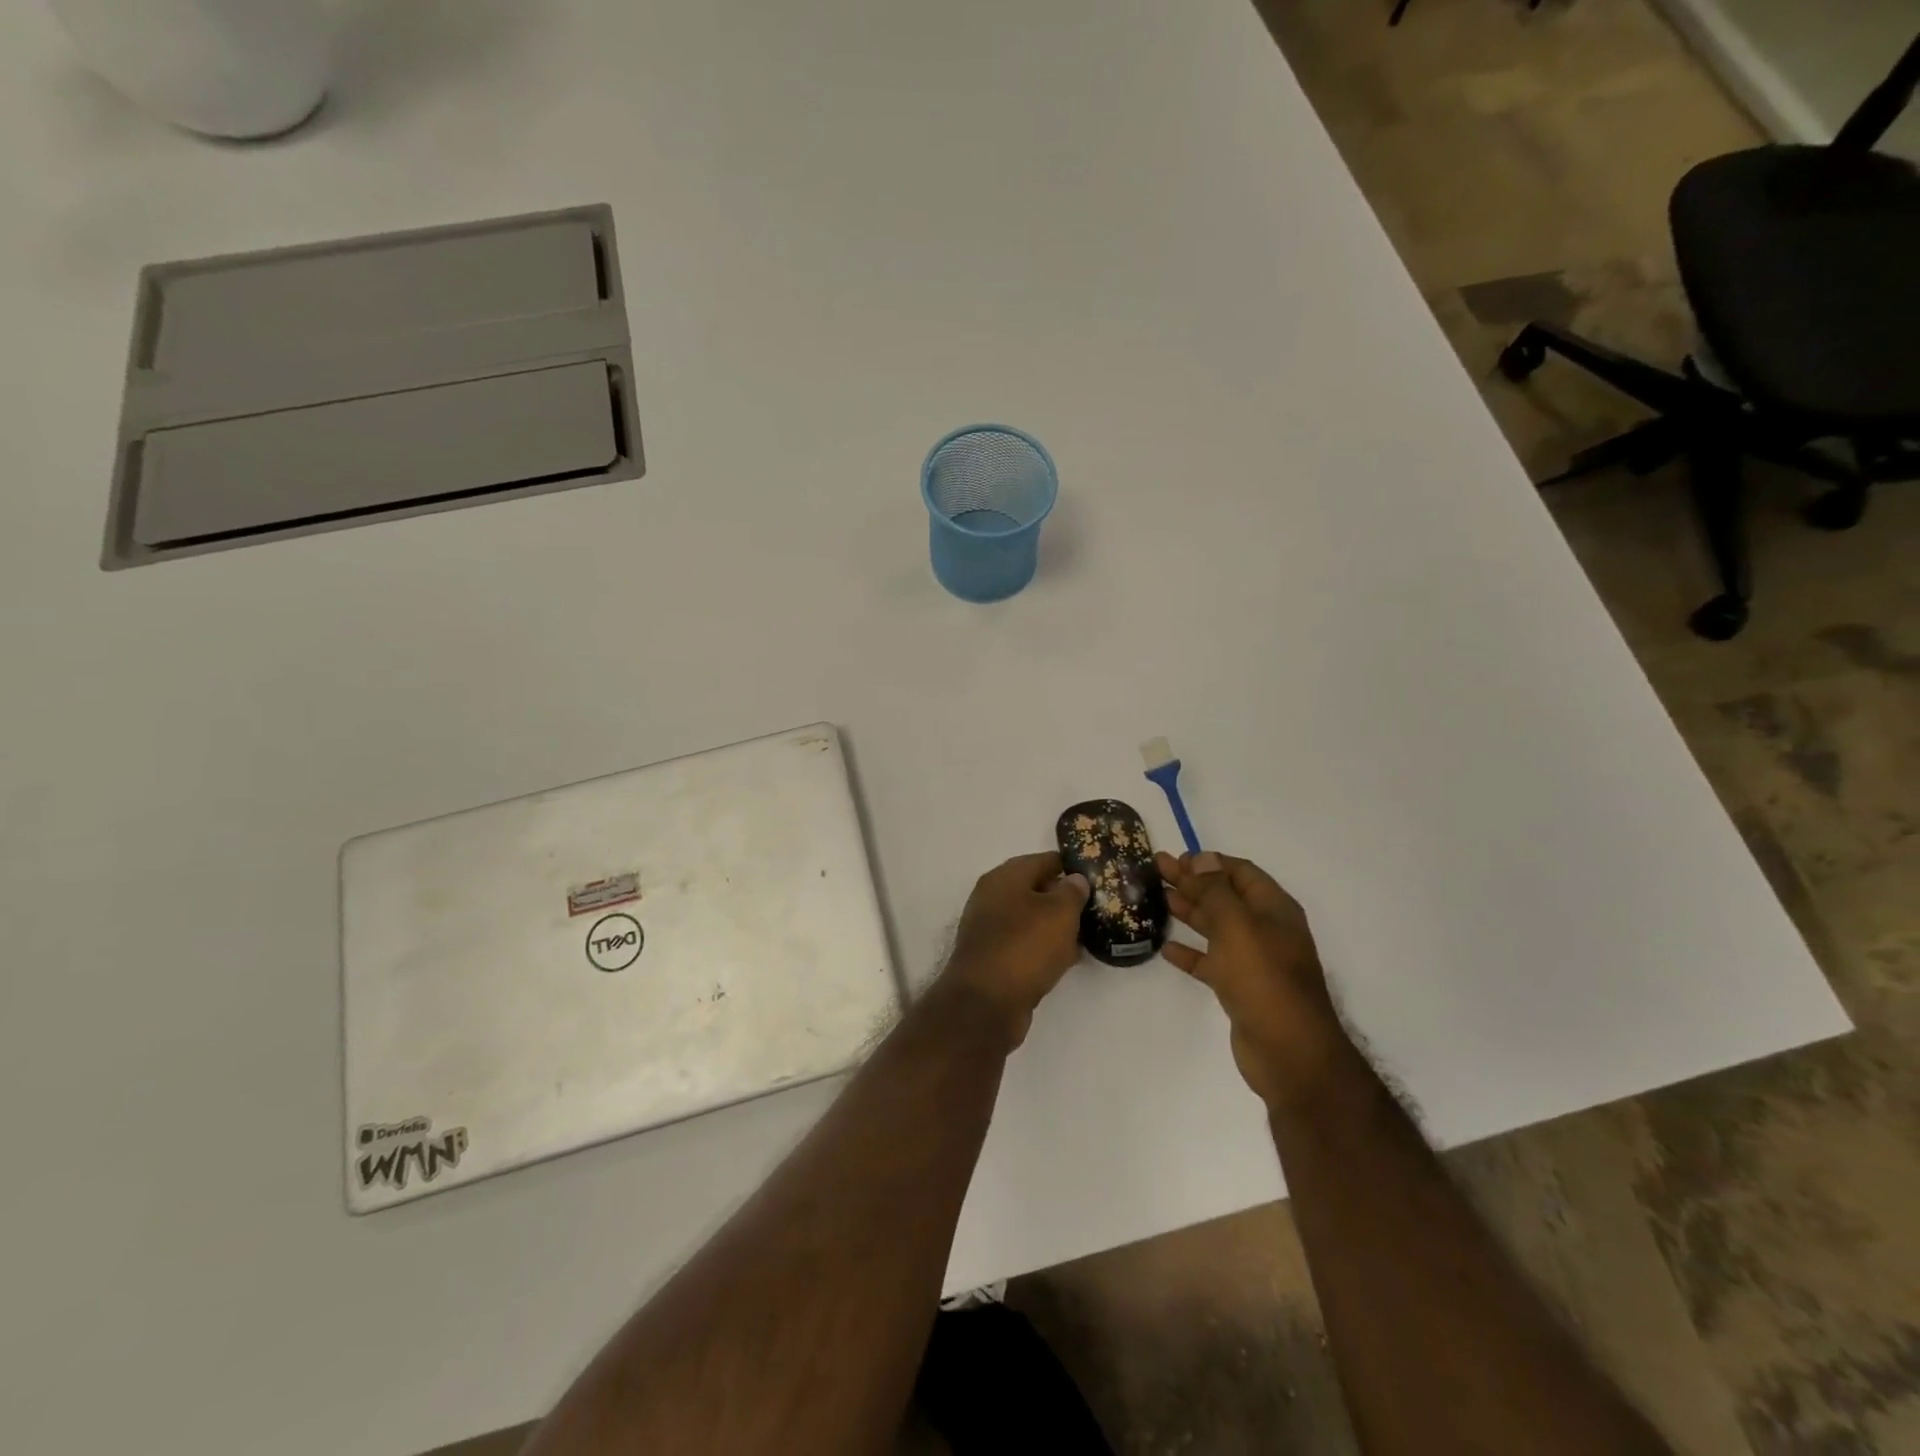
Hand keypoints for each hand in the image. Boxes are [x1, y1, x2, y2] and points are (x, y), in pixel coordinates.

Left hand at [943, 851, 1090, 1047]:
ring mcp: (990, 929)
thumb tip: (1075, 879)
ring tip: (1089, 935)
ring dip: (1056, 926)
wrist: (985, 1003)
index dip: (1071, 867)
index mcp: (1004, 877)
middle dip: (1065, 898)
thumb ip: (1072, 892)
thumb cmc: (1025, 947)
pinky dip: (1045, 948)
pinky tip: (1068, 959)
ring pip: (1031, 919)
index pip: (1044, 860)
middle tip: (1097, 908)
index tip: (1097, 877)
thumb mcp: (1059, 913)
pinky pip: (1025, 944)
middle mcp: (992, 898)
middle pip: (1035, 889)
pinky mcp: (992, 957)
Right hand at [1157, 850, 1350, 1107]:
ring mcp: (1254, 961)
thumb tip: (1202, 859)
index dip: (1209, 863)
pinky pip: (1211, 962)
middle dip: (1192, 882)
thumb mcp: (1237, 926)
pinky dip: (1190, 953)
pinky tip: (1166, 948)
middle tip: (1156, 870)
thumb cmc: (1264, 980)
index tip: (1176, 859)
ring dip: (1189, 912)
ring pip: (1216, 928)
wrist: (1289, 1053)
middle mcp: (1265, 930)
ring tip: (1157, 899)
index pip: (1240, 873)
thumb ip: (1216, 891)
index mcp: (1273, 910)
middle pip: (1225, 896)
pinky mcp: (1240, 989)